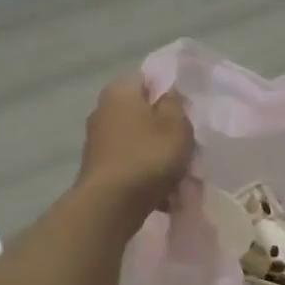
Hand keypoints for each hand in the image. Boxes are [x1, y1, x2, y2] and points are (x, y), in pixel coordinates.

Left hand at [76, 71, 193, 212]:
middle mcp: (102, 111)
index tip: (187, 110)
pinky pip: (129, 165)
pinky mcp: (98, 168)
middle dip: (164, 128)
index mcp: (119, 92)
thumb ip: (175, 103)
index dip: (169, 91)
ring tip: (179, 176)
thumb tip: (168, 93)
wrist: (110, 205)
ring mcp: (97, 141)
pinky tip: (163, 196)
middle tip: (186, 144)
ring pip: (137, 141)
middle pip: (142, 113)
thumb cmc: (147, 156)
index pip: (147, 78)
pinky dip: (145, 176)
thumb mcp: (175, 125)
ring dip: (156, 156)